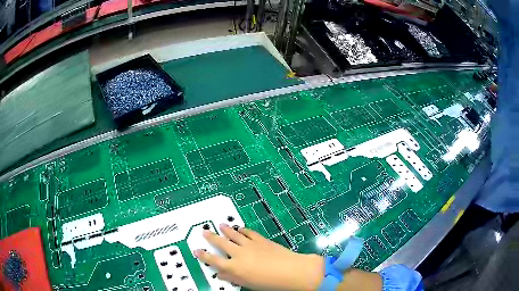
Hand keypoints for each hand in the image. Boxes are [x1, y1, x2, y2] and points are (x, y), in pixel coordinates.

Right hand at [194, 223, 323, 290]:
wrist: (290, 271)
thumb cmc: (268, 283)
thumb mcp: (247, 283)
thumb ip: (232, 277)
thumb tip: (220, 274)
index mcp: (234, 267)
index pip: (213, 260)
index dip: (204, 255)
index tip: (196, 250)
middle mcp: (239, 253)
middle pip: (221, 243)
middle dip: (211, 237)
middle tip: (204, 231)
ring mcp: (250, 245)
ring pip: (234, 234)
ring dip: (226, 230)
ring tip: (220, 225)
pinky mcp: (261, 240)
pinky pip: (249, 233)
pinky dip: (243, 230)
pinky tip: (240, 228)